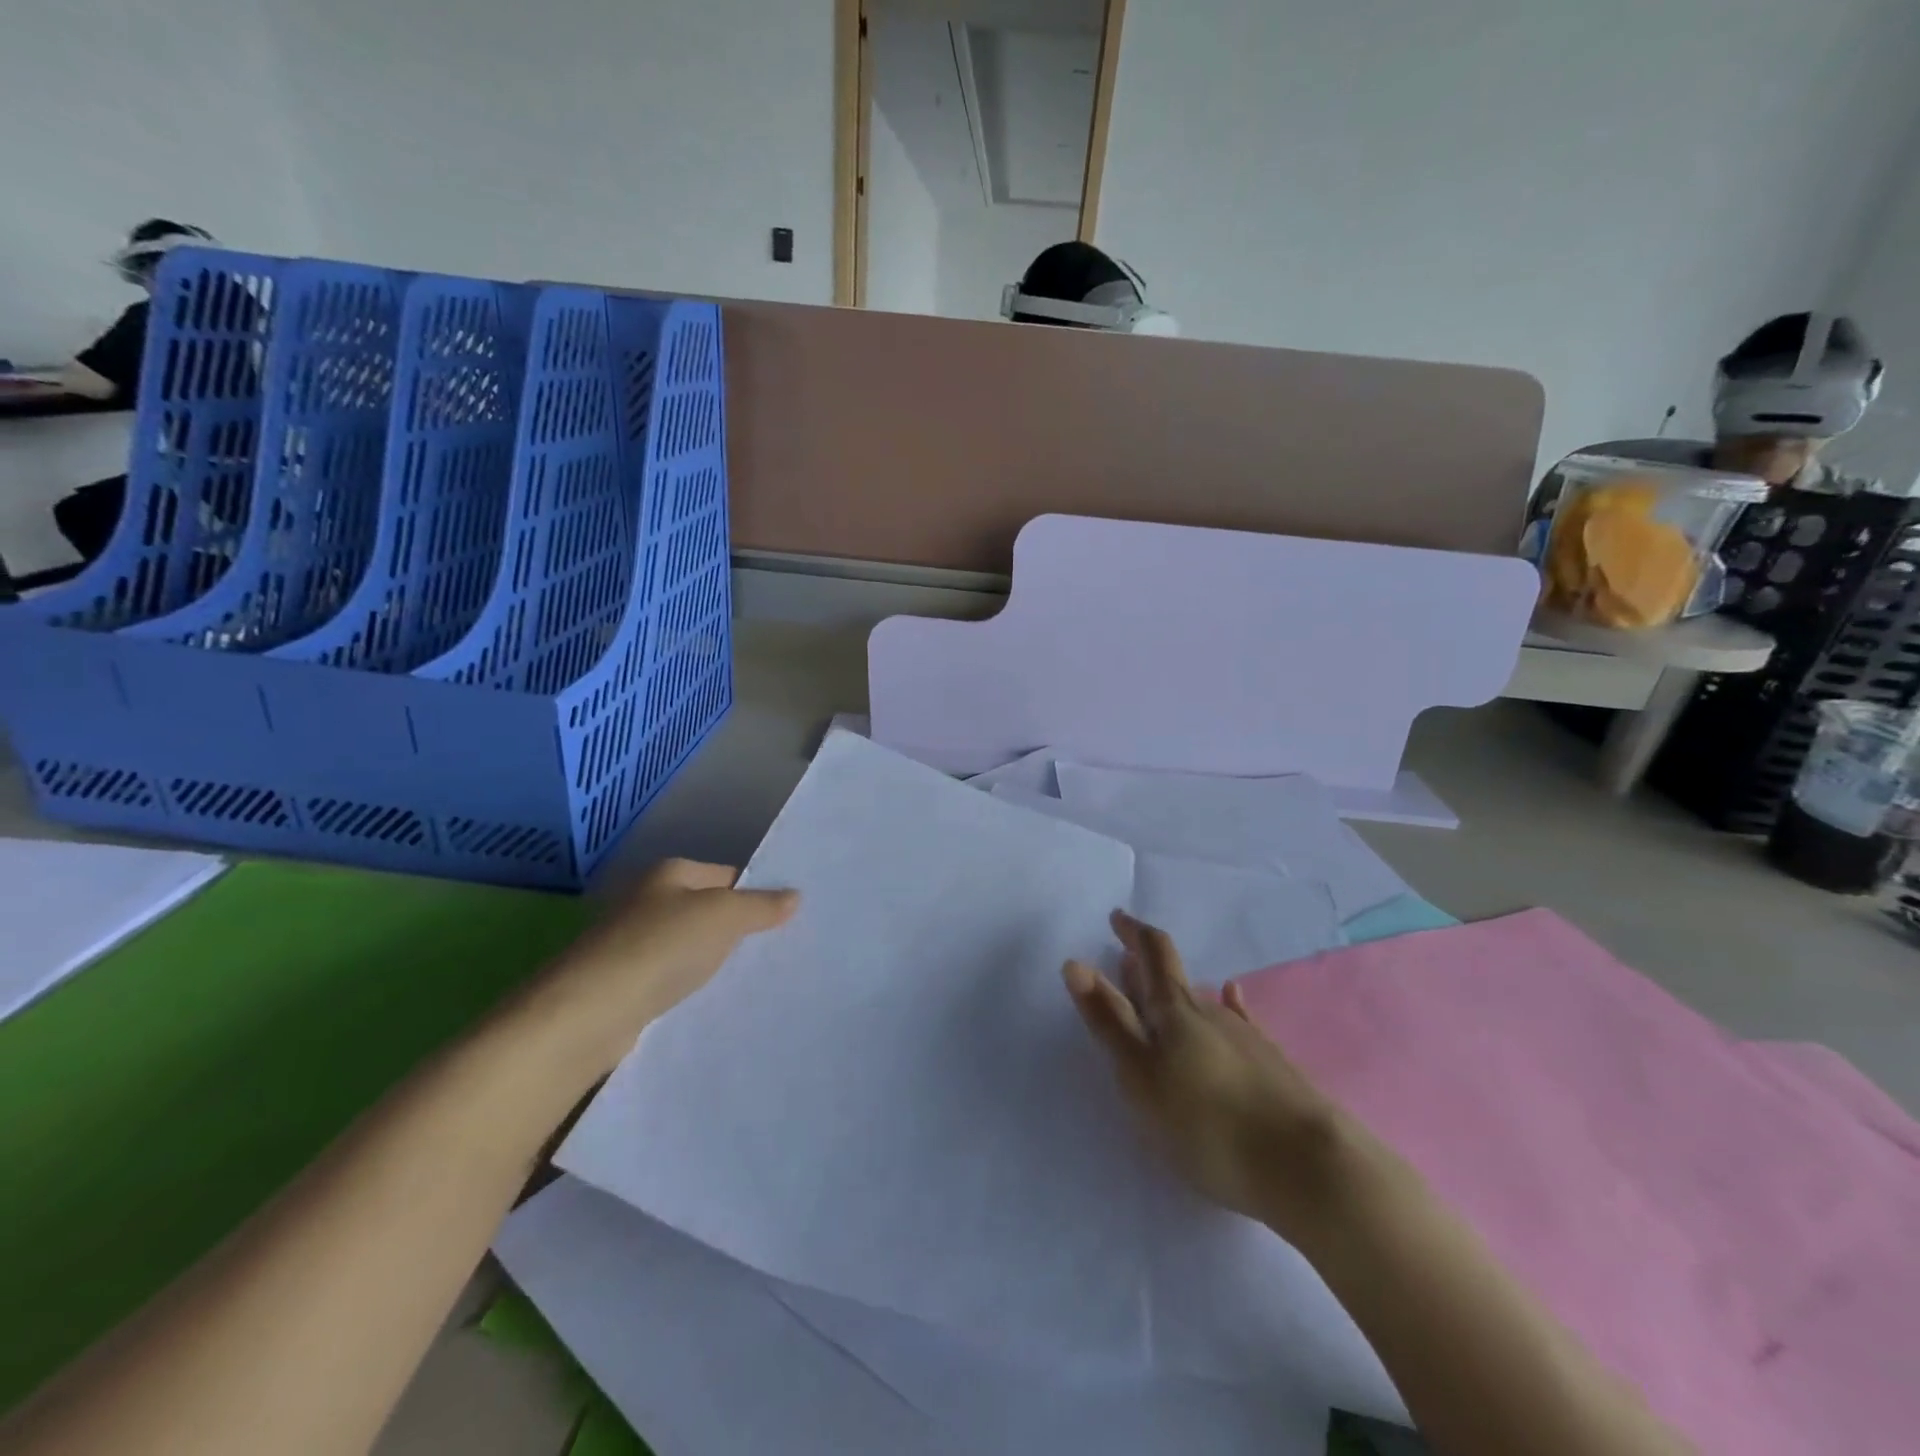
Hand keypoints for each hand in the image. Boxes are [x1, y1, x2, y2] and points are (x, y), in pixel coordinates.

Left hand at [525, 859, 796, 1081]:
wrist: (590, 1013)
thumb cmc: (660, 948)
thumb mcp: (723, 916)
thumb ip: (761, 906)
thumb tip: (795, 896)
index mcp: (670, 873)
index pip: (727, 875)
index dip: (758, 893)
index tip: (789, 918)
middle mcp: (649, 901)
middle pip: (708, 910)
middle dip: (740, 929)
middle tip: (783, 948)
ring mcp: (634, 944)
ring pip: (691, 947)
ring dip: (716, 961)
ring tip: (758, 977)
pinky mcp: (626, 985)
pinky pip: (674, 978)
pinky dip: (693, 987)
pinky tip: (716, 1000)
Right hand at [1065, 911, 1355, 1238]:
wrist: (1308, 1167)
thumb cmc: (1207, 1122)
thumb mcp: (1141, 1075)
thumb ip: (1109, 1021)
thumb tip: (1076, 963)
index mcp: (1174, 1011)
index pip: (1153, 955)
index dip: (1133, 933)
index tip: (1117, 917)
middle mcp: (1210, 1012)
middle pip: (1175, 978)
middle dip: (1148, 963)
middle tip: (1127, 955)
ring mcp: (1246, 1038)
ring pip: (1203, 1003)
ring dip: (1177, 992)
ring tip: (1161, 992)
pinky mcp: (1272, 1066)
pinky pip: (1239, 1022)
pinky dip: (1226, 1006)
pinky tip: (1232, 998)